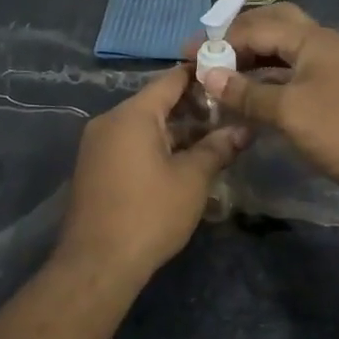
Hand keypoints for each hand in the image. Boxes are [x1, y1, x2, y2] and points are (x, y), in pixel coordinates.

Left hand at [54, 67, 247, 277]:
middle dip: (192, 107)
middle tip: (228, 114)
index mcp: (132, 114)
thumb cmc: (149, 214)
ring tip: (212, 140)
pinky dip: (156, 145)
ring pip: (143, 125)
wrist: (97, 263)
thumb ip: (217, 149)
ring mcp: (97, 145)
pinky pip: (130, 144)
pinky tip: (182, 161)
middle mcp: (109, 121)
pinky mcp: (94, 167)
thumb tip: (243, 130)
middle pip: (155, 102)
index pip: (170, 79)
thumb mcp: (192, 180)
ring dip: (175, 130)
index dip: (200, 75)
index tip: (227, 75)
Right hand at [194, 4, 338, 204]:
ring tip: (221, 75)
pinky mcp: (332, 97)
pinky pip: (292, 79)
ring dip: (253, 61)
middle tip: (210, 54)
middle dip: (240, 38)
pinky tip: (248, 99)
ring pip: (283, 55)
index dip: (222, 40)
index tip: (189, 56)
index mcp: (313, 39)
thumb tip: (208, 76)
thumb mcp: (289, 111)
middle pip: (274, 28)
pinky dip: (267, 84)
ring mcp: (329, 72)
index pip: (258, 27)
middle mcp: (321, 47)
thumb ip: (246, 93)